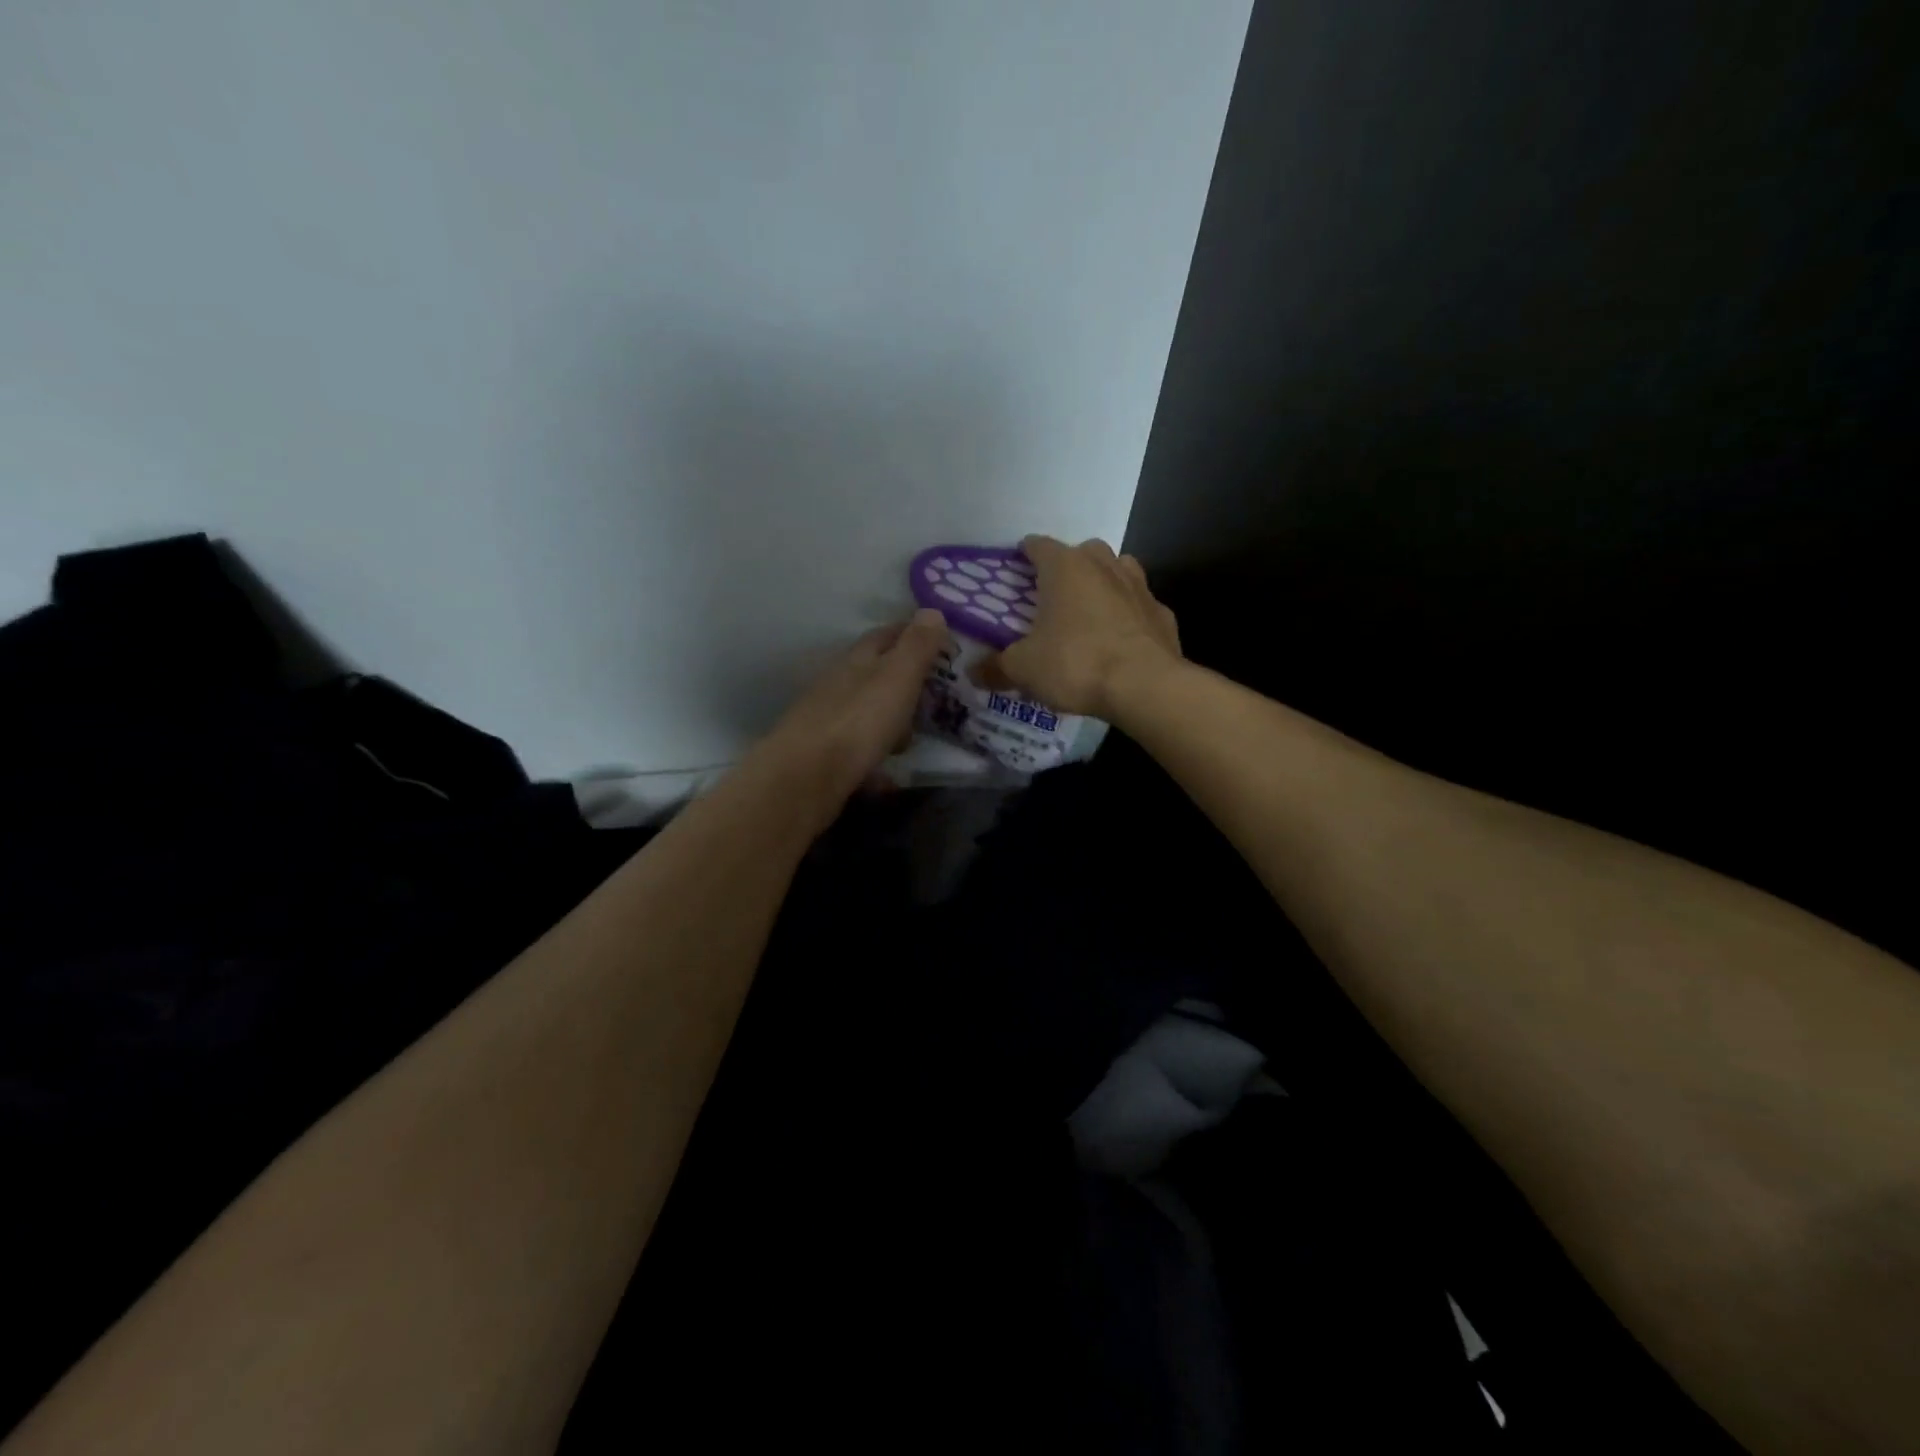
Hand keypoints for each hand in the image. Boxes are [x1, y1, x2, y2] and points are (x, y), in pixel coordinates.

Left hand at [747, 609, 950, 827]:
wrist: (806, 776)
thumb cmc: (859, 720)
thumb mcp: (897, 676)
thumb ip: (917, 646)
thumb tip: (932, 610)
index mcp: (856, 660)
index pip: (886, 636)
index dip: (912, 635)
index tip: (941, 642)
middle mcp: (837, 684)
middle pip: (873, 674)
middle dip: (902, 680)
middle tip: (935, 693)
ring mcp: (827, 720)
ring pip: (864, 712)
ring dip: (888, 720)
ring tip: (913, 737)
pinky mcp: (823, 755)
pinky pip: (858, 750)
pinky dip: (875, 757)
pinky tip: (887, 776)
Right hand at [981, 536, 1180, 719]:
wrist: (1144, 686)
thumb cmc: (1075, 663)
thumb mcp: (1024, 669)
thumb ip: (997, 668)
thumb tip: (973, 674)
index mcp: (1065, 567)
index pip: (1038, 545)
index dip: (1024, 555)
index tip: (1016, 570)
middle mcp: (1104, 565)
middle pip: (1082, 552)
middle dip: (1067, 568)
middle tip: (1052, 597)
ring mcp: (1139, 587)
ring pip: (1118, 571)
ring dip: (1103, 584)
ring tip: (1088, 613)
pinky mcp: (1162, 614)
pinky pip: (1139, 607)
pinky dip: (1129, 617)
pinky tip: (1120, 641)